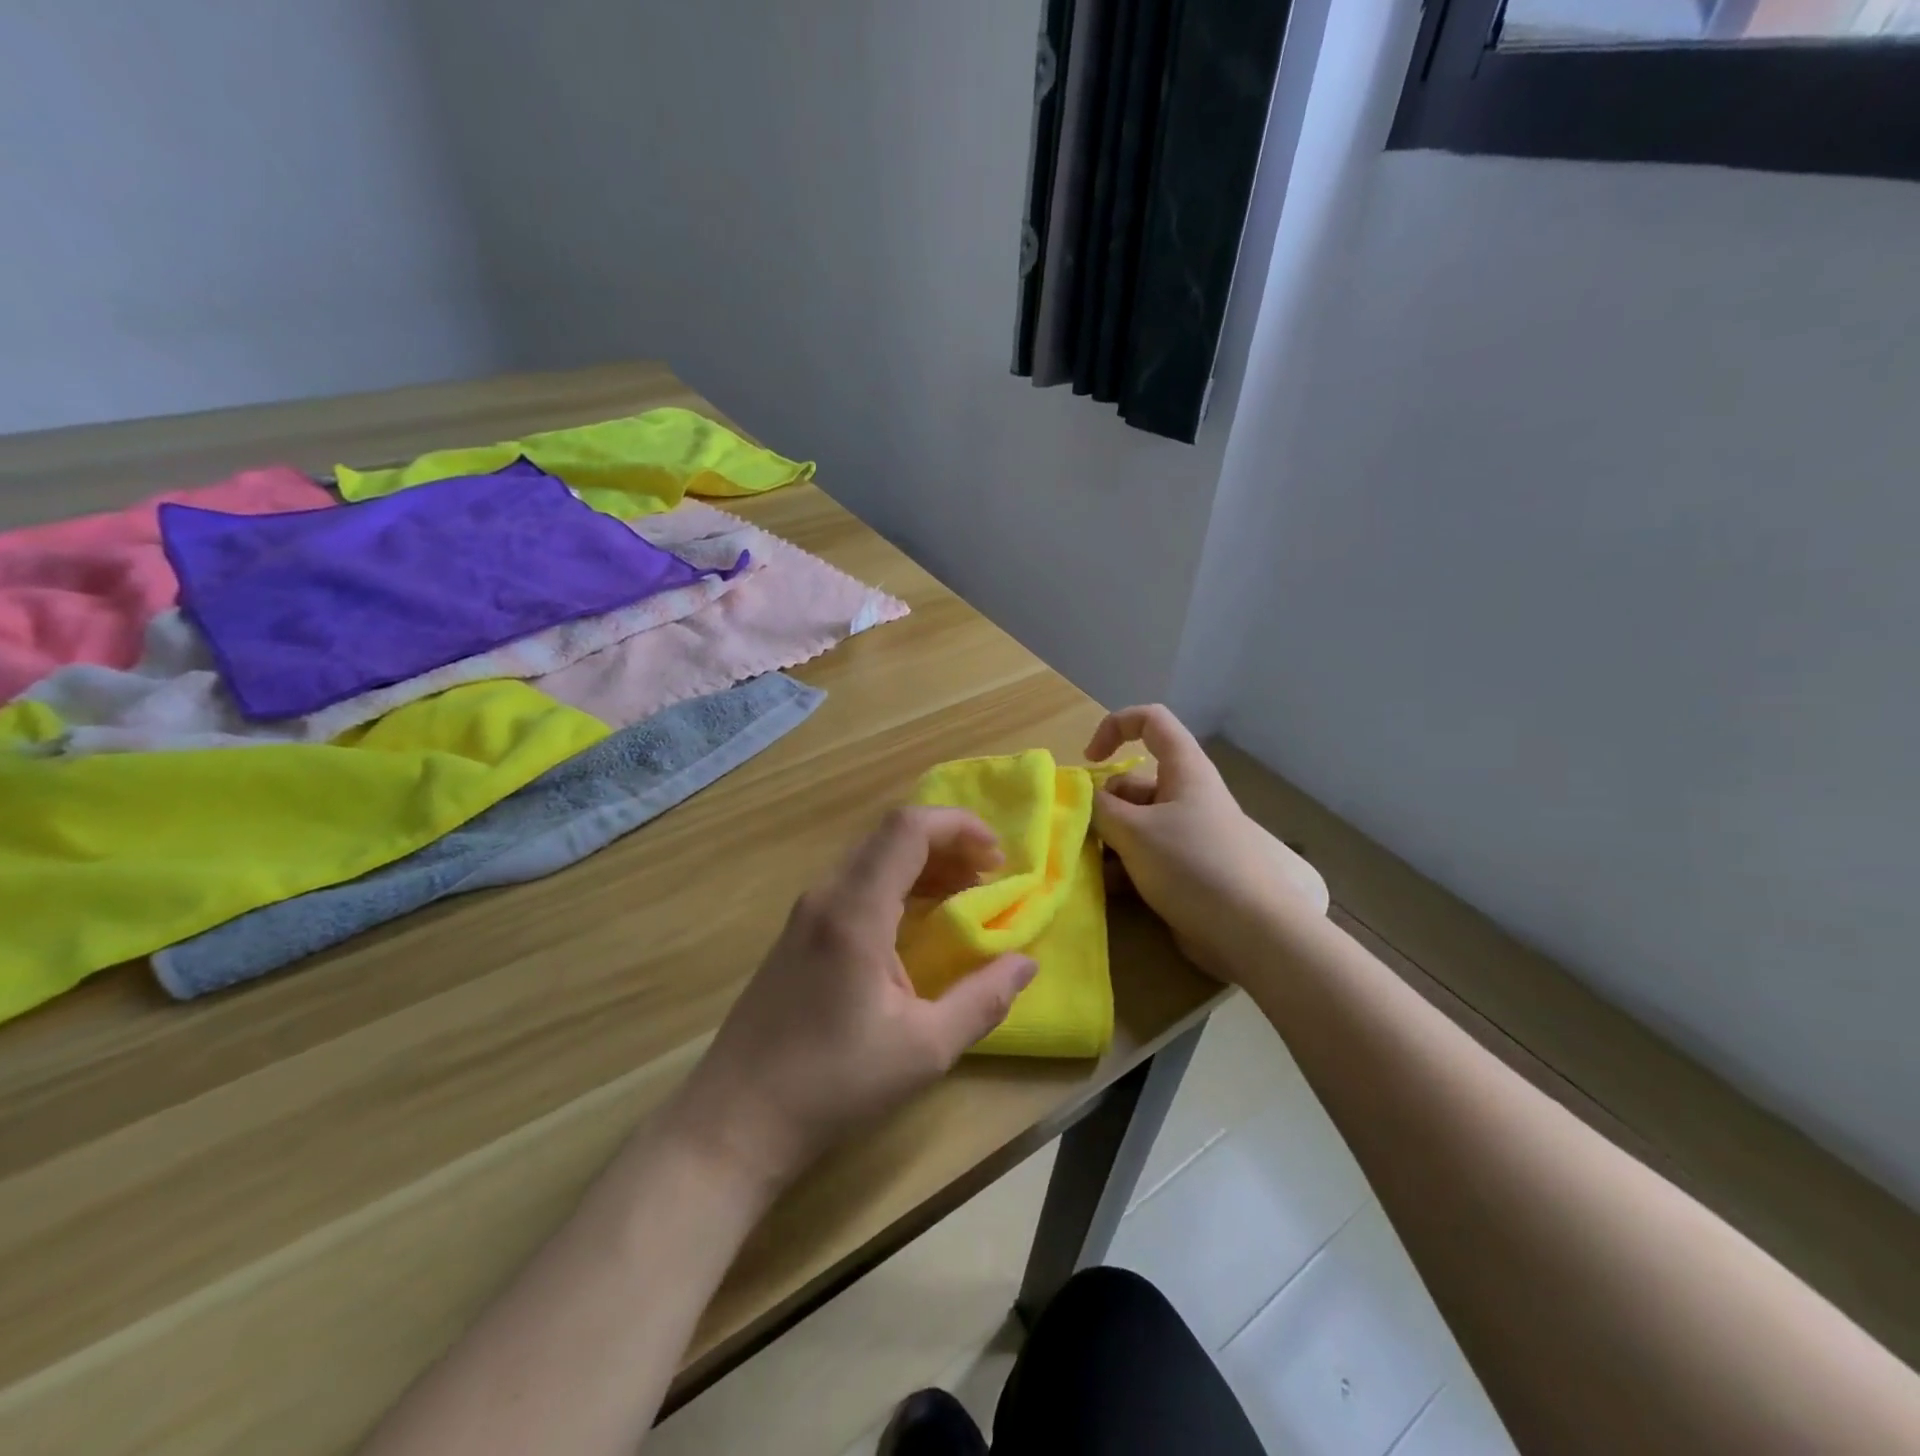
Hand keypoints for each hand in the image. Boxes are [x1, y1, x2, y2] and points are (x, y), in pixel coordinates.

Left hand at [664, 807, 1037, 1191]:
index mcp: (855, 911)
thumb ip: (983, 1000)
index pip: (907, 828)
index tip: (999, 856)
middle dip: (947, 843)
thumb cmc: (832, 1085)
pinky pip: (855, 884)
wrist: (735, 1122)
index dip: (959, 825)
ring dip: (922, 864)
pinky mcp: (797, 934)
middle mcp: (827, 896)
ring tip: (964, 894)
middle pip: (890, 836)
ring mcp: (806, 913)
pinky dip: (896, 885)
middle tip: (990, 877)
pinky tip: (918, 922)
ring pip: (872, 858)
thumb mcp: (923, 1050)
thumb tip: (1026, 964)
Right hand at [1087, 705, 1326, 980]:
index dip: (1115, 727)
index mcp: (1184, 769)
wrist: (1250, 931)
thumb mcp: (1134, 832)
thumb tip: (1084, 799)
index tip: (1090, 760)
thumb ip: (1100, 809)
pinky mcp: (1186, 867)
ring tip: (1091, 866)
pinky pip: (1146, 853)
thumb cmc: (1192, 865)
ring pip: (1135, 822)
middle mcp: (1187, 794)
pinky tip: (1108, 887)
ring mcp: (1188, 833)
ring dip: (1109, 840)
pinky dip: (1124, 865)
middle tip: (1082, 834)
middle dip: (1103, 805)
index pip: (1151, 721)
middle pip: (1134, 782)